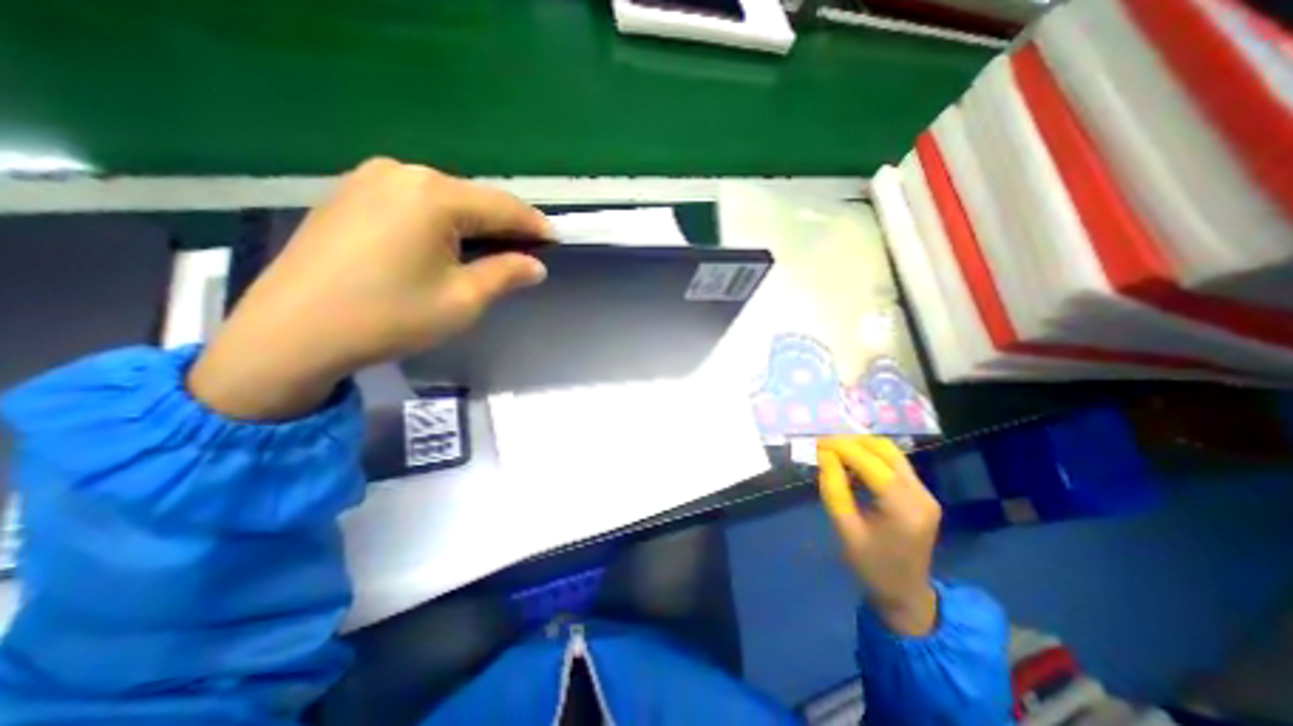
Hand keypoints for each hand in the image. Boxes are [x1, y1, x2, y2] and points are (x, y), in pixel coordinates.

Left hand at [184, 158, 547, 419]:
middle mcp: (402, 172)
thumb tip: (536, 265)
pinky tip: (445, 245)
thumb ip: (506, 274)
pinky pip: (413, 202)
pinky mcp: (349, 194)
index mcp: (434, 195)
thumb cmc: (389, 317)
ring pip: (444, 199)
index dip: (534, 225)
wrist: (290, 334)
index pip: (503, 206)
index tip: (556, 240)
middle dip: (504, 225)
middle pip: (473, 198)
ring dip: (473, 223)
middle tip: (527, 251)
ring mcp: (369, 179)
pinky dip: (440, 221)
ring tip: (491, 251)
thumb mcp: (463, 300)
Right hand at [816, 436, 941, 635]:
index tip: (814, 443)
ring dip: (860, 446)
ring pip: (891, 452)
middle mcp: (920, 494)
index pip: (869, 462)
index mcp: (903, 508)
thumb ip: (833, 489)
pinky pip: (894, 463)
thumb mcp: (844, 529)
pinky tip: (851, 465)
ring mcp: (925, 493)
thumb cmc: (870, 566)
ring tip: (833, 453)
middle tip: (822, 446)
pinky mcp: (922, 494)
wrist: (906, 594)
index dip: (840, 447)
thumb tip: (824, 456)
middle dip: (850, 442)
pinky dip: (870, 456)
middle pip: (884, 449)